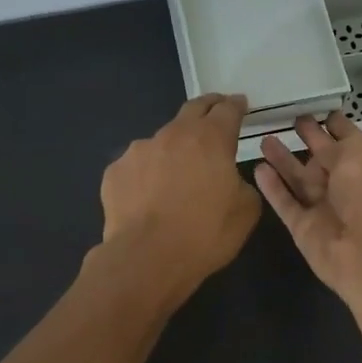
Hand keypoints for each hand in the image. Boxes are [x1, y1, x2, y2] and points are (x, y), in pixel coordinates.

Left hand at [97, 94, 261, 299]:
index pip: (227, 109)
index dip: (236, 105)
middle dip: (207, 108)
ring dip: (173, 149)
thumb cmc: (205, 234)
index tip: (240, 105)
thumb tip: (230, 178)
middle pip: (193, 109)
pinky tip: (148, 198)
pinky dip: (147, 175)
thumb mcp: (246, 211)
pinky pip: (137, 167)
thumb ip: (243, 184)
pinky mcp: (115, 172)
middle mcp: (173, 135)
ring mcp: (138, 151)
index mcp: (210, 139)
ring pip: (162, 142)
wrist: (147, 258)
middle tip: (215, 114)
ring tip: (176, 175)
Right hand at [254, 113, 361, 306]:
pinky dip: (272, 187)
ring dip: (283, 160)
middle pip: (322, 158)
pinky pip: (285, 203)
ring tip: (263, 138)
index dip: (333, 124)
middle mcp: (346, 187)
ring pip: (299, 179)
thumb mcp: (360, 154)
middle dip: (307, 139)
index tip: (314, 107)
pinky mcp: (303, 228)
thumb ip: (337, 141)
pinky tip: (257, 168)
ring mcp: (323, 208)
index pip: (348, 140)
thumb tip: (325, 127)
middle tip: (285, 119)